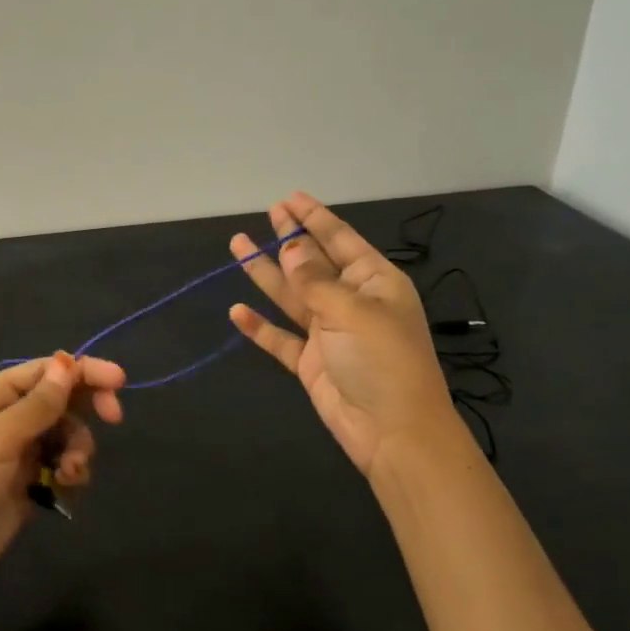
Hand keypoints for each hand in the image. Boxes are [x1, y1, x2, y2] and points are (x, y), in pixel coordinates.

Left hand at [0, 352, 125, 602]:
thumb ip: (37, 405)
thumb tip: (69, 363)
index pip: (45, 371)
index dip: (83, 371)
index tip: (119, 382)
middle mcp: (6, 417)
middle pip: (60, 399)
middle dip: (87, 407)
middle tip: (114, 417)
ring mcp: (19, 450)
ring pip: (67, 433)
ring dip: (78, 447)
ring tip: (70, 471)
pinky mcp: (29, 481)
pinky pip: (63, 463)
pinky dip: (71, 470)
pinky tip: (66, 484)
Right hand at [228, 192, 451, 474]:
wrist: (392, 432)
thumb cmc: (382, 361)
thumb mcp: (351, 311)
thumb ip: (315, 280)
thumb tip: (290, 247)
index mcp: (374, 282)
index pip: (340, 240)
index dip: (314, 217)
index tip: (289, 198)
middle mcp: (351, 301)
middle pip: (313, 262)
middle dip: (289, 238)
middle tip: (266, 213)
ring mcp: (329, 332)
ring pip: (291, 295)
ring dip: (265, 273)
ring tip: (237, 246)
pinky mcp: (310, 362)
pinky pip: (280, 338)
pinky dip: (259, 326)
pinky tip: (237, 311)